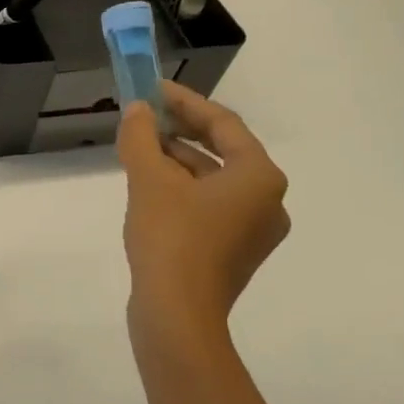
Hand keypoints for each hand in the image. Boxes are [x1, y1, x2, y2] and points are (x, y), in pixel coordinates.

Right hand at [118, 81, 288, 358]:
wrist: (177, 315)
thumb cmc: (170, 238)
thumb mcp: (149, 180)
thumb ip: (140, 138)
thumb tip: (137, 110)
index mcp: (259, 176)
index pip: (222, 123)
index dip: (184, 102)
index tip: (152, 89)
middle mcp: (267, 200)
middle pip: (222, 151)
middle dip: (180, 131)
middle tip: (144, 116)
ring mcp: (253, 230)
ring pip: (213, 180)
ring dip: (178, 161)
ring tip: (139, 149)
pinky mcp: (233, 253)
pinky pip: (209, 206)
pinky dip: (182, 190)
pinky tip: (150, 187)